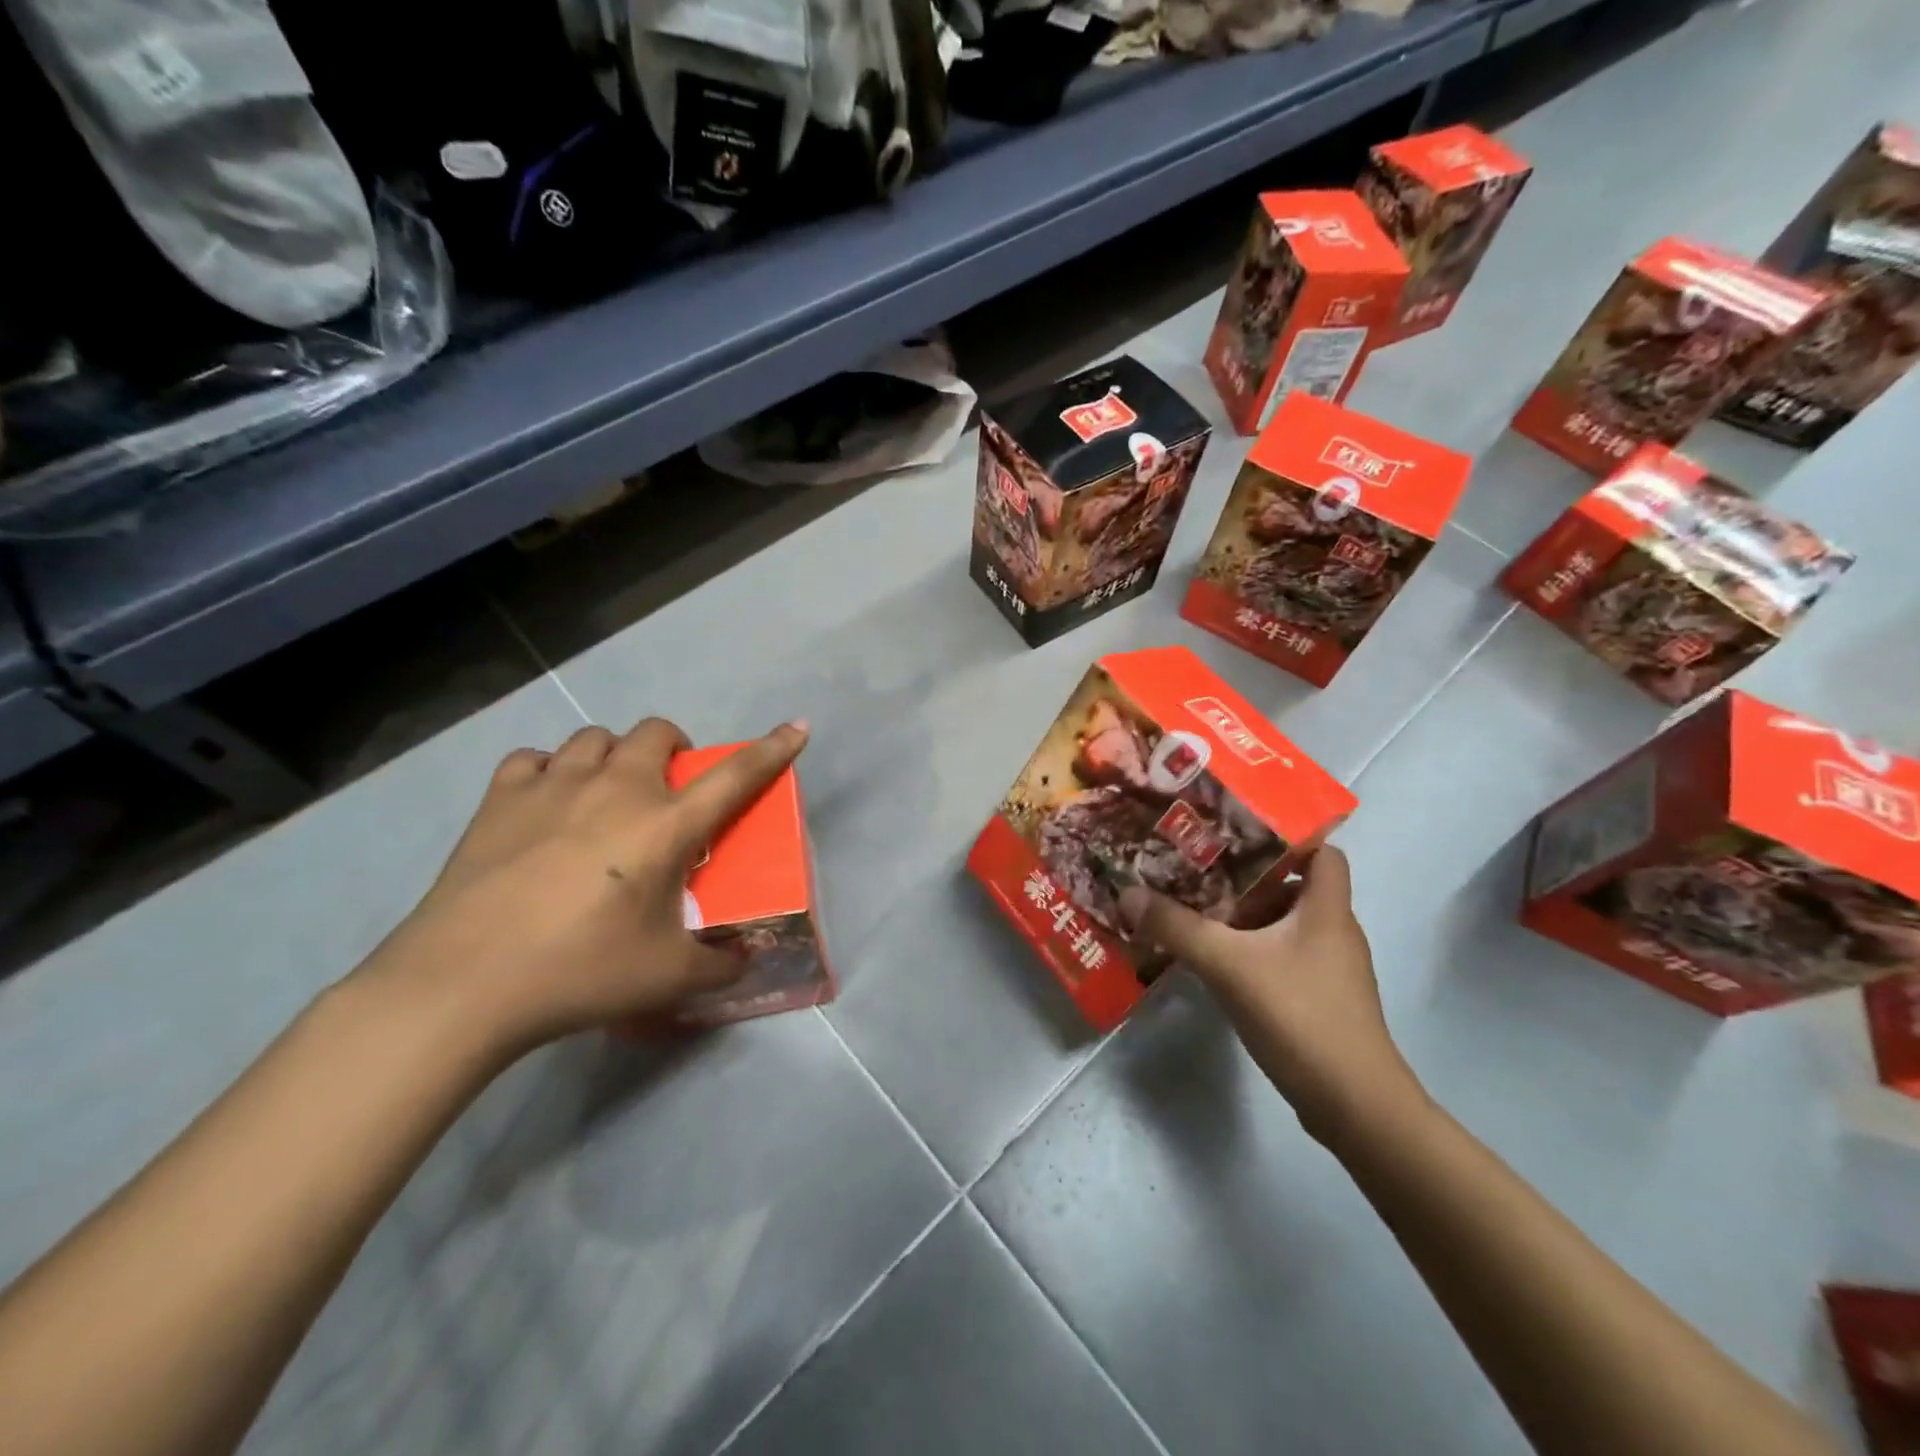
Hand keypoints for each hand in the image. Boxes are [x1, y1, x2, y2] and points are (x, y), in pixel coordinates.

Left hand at [355, 717, 809, 1058]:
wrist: (464, 984)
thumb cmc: (581, 972)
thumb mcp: (667, 978)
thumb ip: (720, 965)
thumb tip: (746, 960)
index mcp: (665, 826)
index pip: (735, 776)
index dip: (772, 749)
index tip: (798, 727)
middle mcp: (616, 790)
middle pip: (656, 733)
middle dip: (674, 748)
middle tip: (669, 789)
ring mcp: (555, 787)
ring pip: (596, 738)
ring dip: (613, 756)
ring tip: (606, 795)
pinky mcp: (502, 799)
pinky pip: (535, 760)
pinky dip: (550, 771)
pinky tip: (546, 802)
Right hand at [1118, 847, 1424, 1145]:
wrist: (1355, 1105)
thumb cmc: (1300, 1015)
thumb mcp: (1228, 964)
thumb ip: (1177, 927)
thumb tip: (1128, 893)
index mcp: (1327, 909)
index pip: (1323, 852)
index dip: (1286, 837)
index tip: (1236, 834)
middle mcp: (1334, 931)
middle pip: (1295, 886)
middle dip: (1248, 878)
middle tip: (1199, 870)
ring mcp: (1331, 969)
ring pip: (1286, 925)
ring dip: (1246, 917)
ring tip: (1199, 911)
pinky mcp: (1321, 1000)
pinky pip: (1283, 957)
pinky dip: (1252, 951)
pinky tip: (1217, 961)